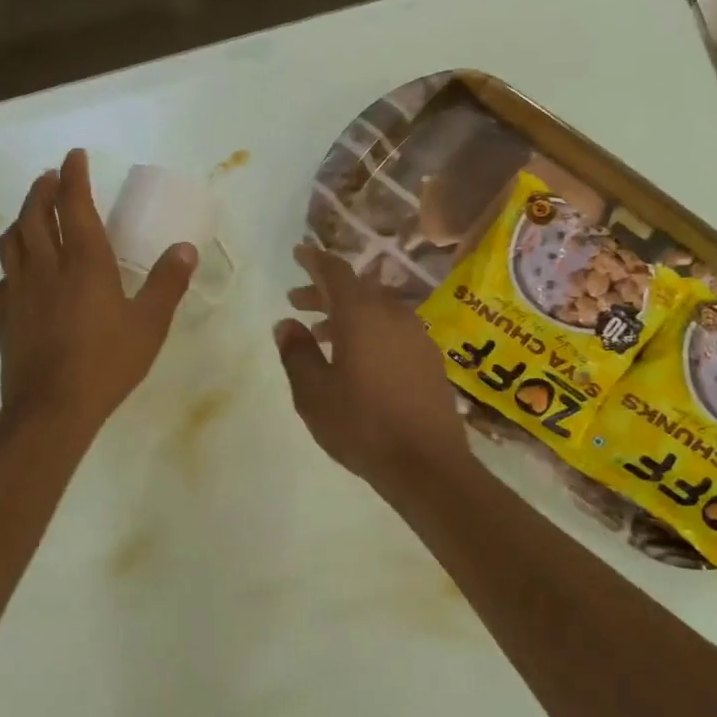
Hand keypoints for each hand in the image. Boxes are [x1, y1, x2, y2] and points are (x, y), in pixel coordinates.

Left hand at [0, 149, 195, 437]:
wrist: (52, 407)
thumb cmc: (107, 362)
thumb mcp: (149, 323)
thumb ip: (167, 283)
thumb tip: (185, 248)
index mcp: (85, 262)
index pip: (74, 204)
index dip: (74, 176)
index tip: (74, 155)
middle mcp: (47, 266)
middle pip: (35, 214)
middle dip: (42, 189)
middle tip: (50, 177)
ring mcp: (20, 290)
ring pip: (12, 240)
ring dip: (21, 217)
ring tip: (30, 213)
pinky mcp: (6, 316)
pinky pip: (4, 277)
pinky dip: (12, 263)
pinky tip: (19, 272)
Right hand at [275, 244, 470, 493]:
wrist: (426, 463)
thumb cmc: (361, 424)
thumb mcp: (314, 393)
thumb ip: (297, 353)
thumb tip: (287, 324)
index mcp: (362, 315)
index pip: (336, 272)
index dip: (315, 260)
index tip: (299, 252)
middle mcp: (393, 315)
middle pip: (356, 289)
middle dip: (325, 292)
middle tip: (297, 301)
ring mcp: (417, 335)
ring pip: (376, 310)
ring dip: (347, 314)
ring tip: (320, 334)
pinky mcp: (429, 358)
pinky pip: (392, 329)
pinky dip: (369, 330)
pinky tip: (356, 356)